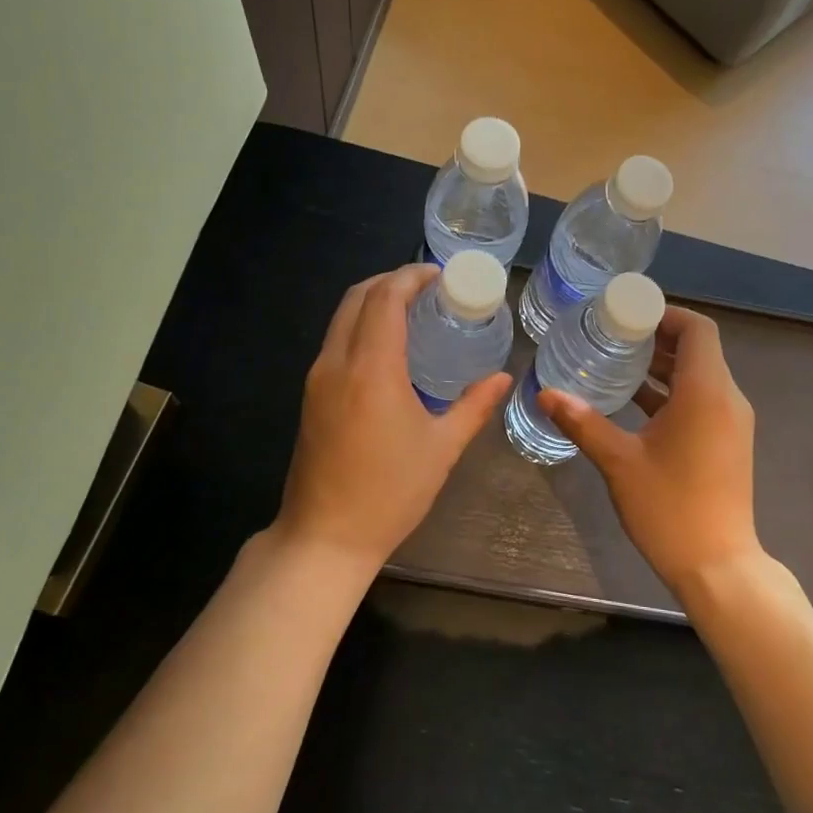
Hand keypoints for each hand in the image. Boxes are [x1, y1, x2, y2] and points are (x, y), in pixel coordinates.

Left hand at [276, 264, 510, 570]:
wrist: (325, 537)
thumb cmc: (390, 493)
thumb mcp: (441, 448)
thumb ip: (473, 406)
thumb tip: (502, 378)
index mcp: (371, 369)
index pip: (386, 299)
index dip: (411, 277)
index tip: (440, 275)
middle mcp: (337, 363)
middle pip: (357, 297)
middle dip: (391, 281)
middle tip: (428, 287)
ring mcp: (317, 379)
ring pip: (341, 317)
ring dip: (373, 301)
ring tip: (412, 310)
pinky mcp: (310, 396)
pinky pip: (335, 341)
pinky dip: (360, 325)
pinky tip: (388, 345)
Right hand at [538, 307, 760, 593]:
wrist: (717, 565)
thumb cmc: (670, 507)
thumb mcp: (619, 461)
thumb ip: (583, 422)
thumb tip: (545, 393)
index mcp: (706, 392)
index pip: (697, 329)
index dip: (664, 313)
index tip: (626, 315)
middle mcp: (727, 399)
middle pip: (698, 349)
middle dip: (657, 337)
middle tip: (611, 335)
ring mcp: (731, 422)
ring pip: (699, 376)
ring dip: (663, 366)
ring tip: (616, 362)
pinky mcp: (727, 442)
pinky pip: (702, 400)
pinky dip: (672, 392)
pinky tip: (634, 402)